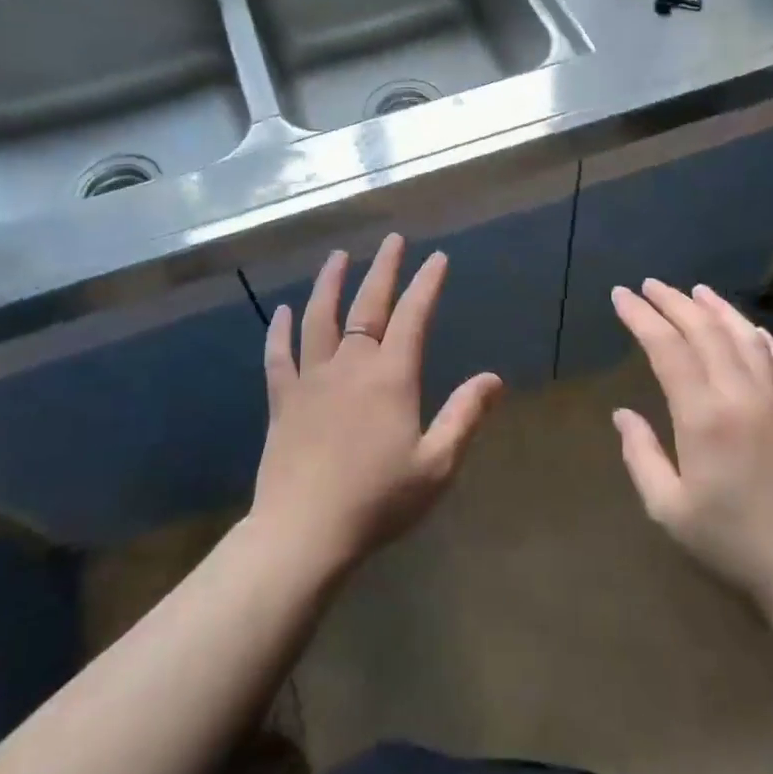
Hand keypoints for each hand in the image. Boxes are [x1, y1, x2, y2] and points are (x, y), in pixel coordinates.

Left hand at [251, 234, 502, 573]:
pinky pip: (279, 355)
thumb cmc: (378, 501)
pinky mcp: (283, 399)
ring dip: (330, 283)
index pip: (413, 316)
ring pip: (319, 318)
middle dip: (384, 269)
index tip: (437, 258)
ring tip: (337, 257)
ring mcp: (312, 379)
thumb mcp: (437, 465)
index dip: (427, 284)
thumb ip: (464, 416)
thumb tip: (494, 378)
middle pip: (368, 305)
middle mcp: (351, 366)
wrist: (305, 533)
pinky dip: (280, 330)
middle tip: (392, 240)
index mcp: (391, 377)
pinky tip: (281, 311)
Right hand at [610, 279, 772, 637]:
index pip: (667, 348)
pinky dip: (764, 339)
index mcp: (704, 416)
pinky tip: (754, 331)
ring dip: (718, 309)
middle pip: (705, 331)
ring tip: (696, 291)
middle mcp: (742, 396)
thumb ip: (642, 456)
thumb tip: (623, 415)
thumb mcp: (670, 511)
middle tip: (649, 285)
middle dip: (673, 302)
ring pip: (746, 338)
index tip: (620, 296)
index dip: (641, 317)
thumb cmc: (735, 547)